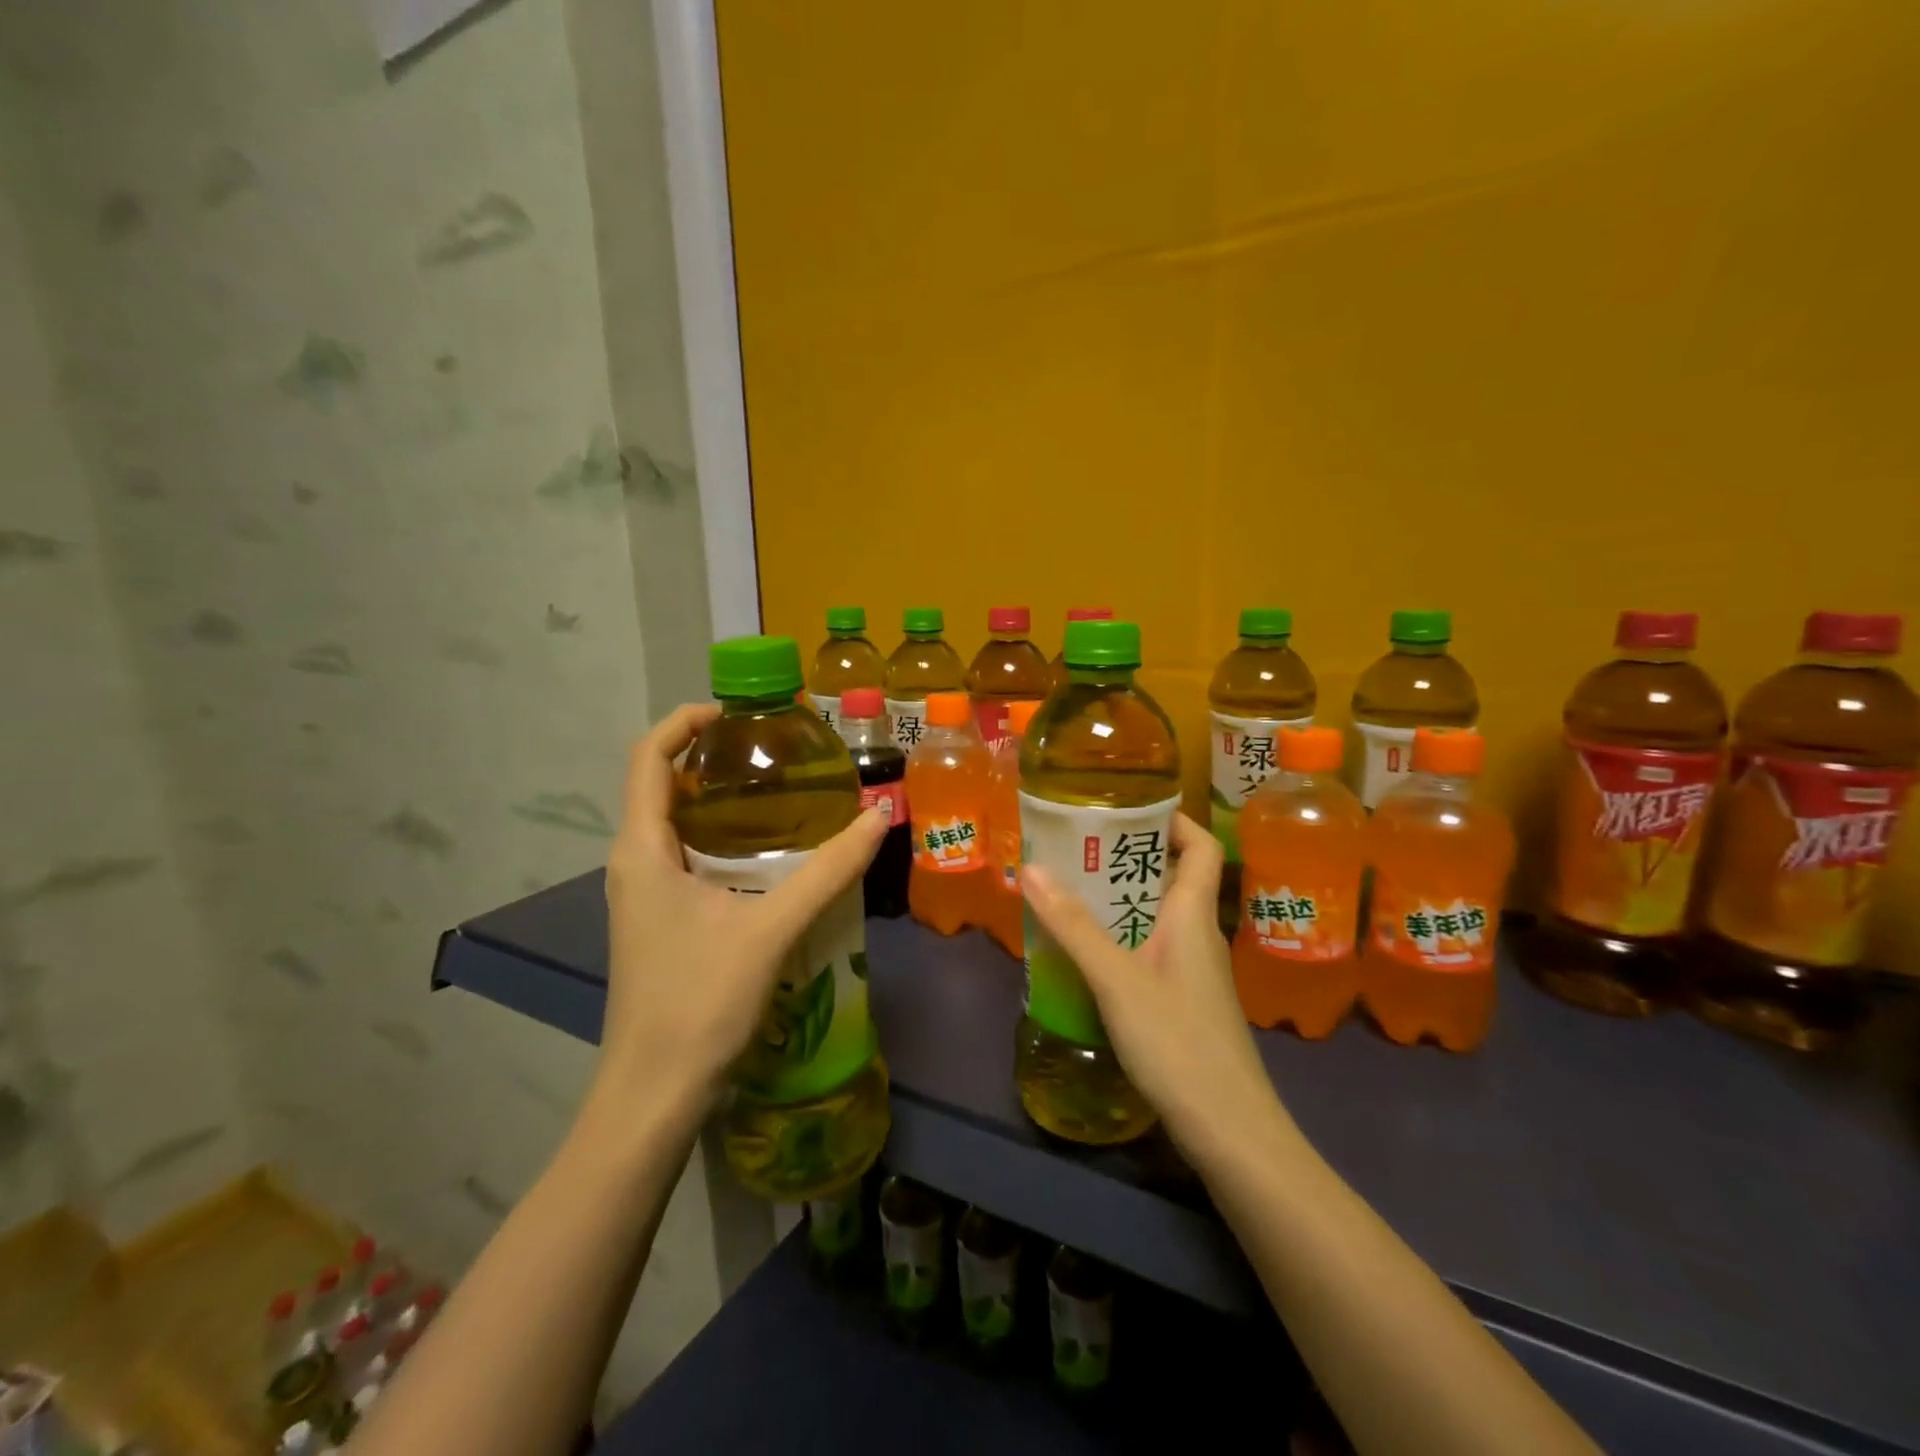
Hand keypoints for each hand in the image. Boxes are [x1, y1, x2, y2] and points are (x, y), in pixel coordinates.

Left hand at [594, 704, 885, 1124]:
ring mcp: (643, 896)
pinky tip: (766, 855)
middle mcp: (634, 863)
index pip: (647, 760)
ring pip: (673, 824)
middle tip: (771, 749)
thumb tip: (878, 817)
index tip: (735, 712)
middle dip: (707, 756)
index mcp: (642, 851)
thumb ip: (827, 871)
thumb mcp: (770, 929)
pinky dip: (720, 837)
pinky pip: (684, 857)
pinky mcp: (660, 921)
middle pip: (660, 786)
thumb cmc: (698, 1003)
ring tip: (776, 789)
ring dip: (715, 798)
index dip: (683, 723)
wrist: (653, 1094)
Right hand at [1020, 812, 1282, 1158]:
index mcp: (1193, 915)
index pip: (1199, 845)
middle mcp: (1199, 934)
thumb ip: (1074, 926)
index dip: (1171, 820)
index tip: (1125, 809)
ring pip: (1158, 916)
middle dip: (1127, 857)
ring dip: (1120, 899)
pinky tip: (1088, 954)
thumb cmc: (1178, 1042)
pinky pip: (1152, 949)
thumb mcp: (1117, 979)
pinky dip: (1122, 938)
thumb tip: (1032, 867)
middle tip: (1077, 847)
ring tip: (1070, 891)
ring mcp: (1194, 971)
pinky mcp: (1184, 1001)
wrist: (1230, 1130)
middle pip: (1172, 877)